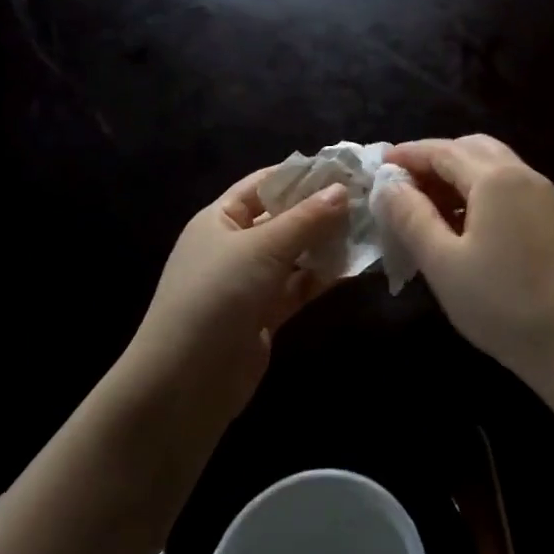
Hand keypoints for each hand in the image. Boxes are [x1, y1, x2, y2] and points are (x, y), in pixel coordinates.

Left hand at [124, 169, 350, 427]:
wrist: (184, 384)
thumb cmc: (215, 297)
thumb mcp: (261, 249)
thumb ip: (306, 219)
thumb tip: (343, 189)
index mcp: (220, 219)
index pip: (264, 184)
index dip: (302, 175)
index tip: (345, 168)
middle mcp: (234, 246)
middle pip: (284, 218)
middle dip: (322, 210)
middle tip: (367, 199)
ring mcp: (249, 282)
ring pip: (295, 253)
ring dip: (327, 244)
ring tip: (369, 230)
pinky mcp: (264, 314)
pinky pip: (299, 285)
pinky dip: (322, 277)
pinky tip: (353, 267)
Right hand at [375, 135, 553, 397]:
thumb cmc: (502, 304)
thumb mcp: (443, 262)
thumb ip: (411, 218)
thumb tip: (388, 186)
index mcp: (496, 178)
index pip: (443, 150)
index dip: (408, 155)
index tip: (378, 165)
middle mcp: (522, 175)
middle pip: (471, 149)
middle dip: (434, 160)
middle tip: (402, 187)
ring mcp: (542, 196)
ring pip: (492, 167)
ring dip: (456, 176)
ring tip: (425, 207)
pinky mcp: (550, 218)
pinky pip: (507, 188)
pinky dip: (478, 192)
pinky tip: (460, 225)